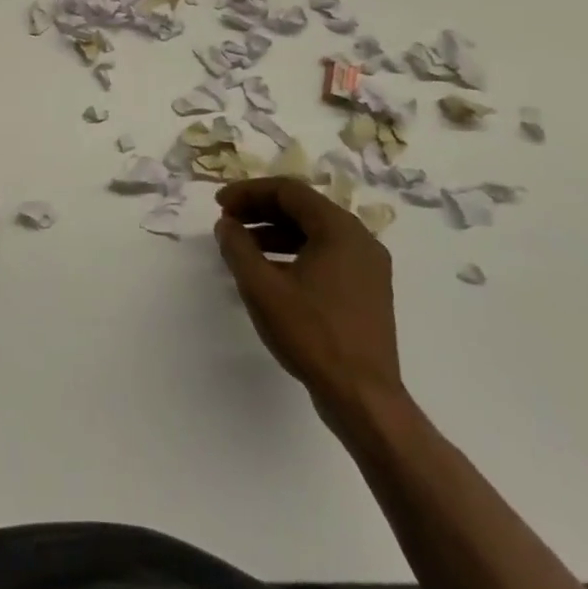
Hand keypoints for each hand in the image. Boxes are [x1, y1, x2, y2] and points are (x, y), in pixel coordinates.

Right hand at [215, 178, 403, 434]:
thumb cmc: (312, 334)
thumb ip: (238, 247)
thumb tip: (227, 224)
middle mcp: (360, 239)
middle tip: (227, 221)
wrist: (363, 397)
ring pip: (315, 232)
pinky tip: (270, 271)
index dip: (248, 192)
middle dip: (261, 210)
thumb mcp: (262, 287)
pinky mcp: (367, 290)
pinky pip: (326, 254)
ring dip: (275, 232)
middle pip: (303, 208)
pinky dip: (294, 252)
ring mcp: (368, 266)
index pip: (288, 191)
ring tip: (242, 246)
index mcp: (340, 229)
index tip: (219, 205)